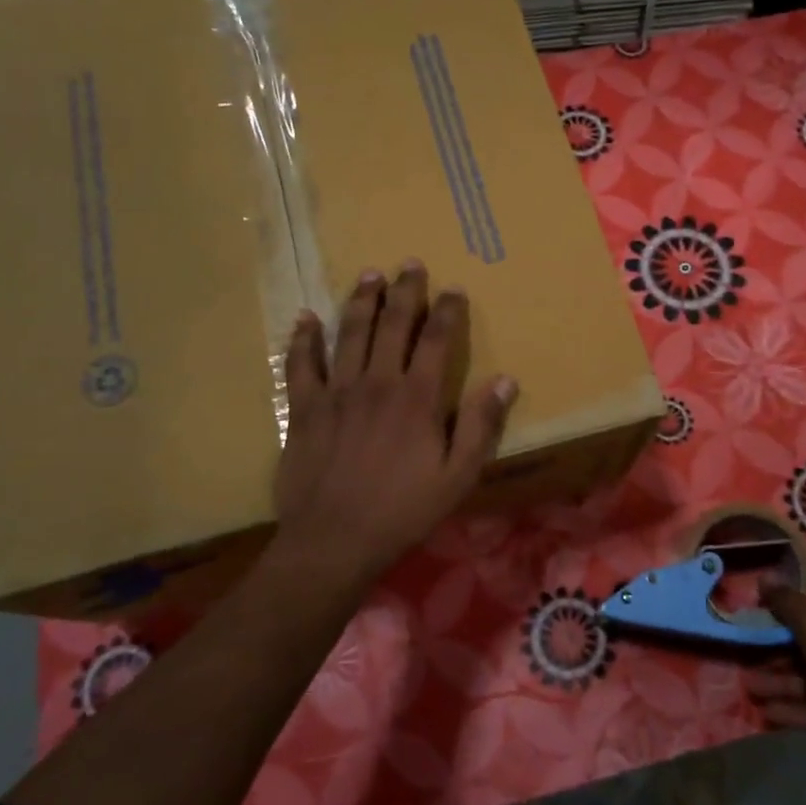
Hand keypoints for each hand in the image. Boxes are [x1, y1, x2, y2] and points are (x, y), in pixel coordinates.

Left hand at [274, 261, 516, 587]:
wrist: (334, 540)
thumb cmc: (403, 511)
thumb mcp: (458, 476)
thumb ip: (480, 425)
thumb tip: (504, 380)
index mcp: (417, 398)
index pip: (437, 340)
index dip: (447, 311)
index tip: (454, 289)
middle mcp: (377, 383)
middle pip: (392, 325)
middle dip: (405, 291)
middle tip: (410, 264)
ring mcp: (336, 392)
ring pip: (349, 333)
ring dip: (361, 301)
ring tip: (369, 274)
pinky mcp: (304, 408)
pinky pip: (301, 364)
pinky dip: (303, 339)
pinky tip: (306, 317)